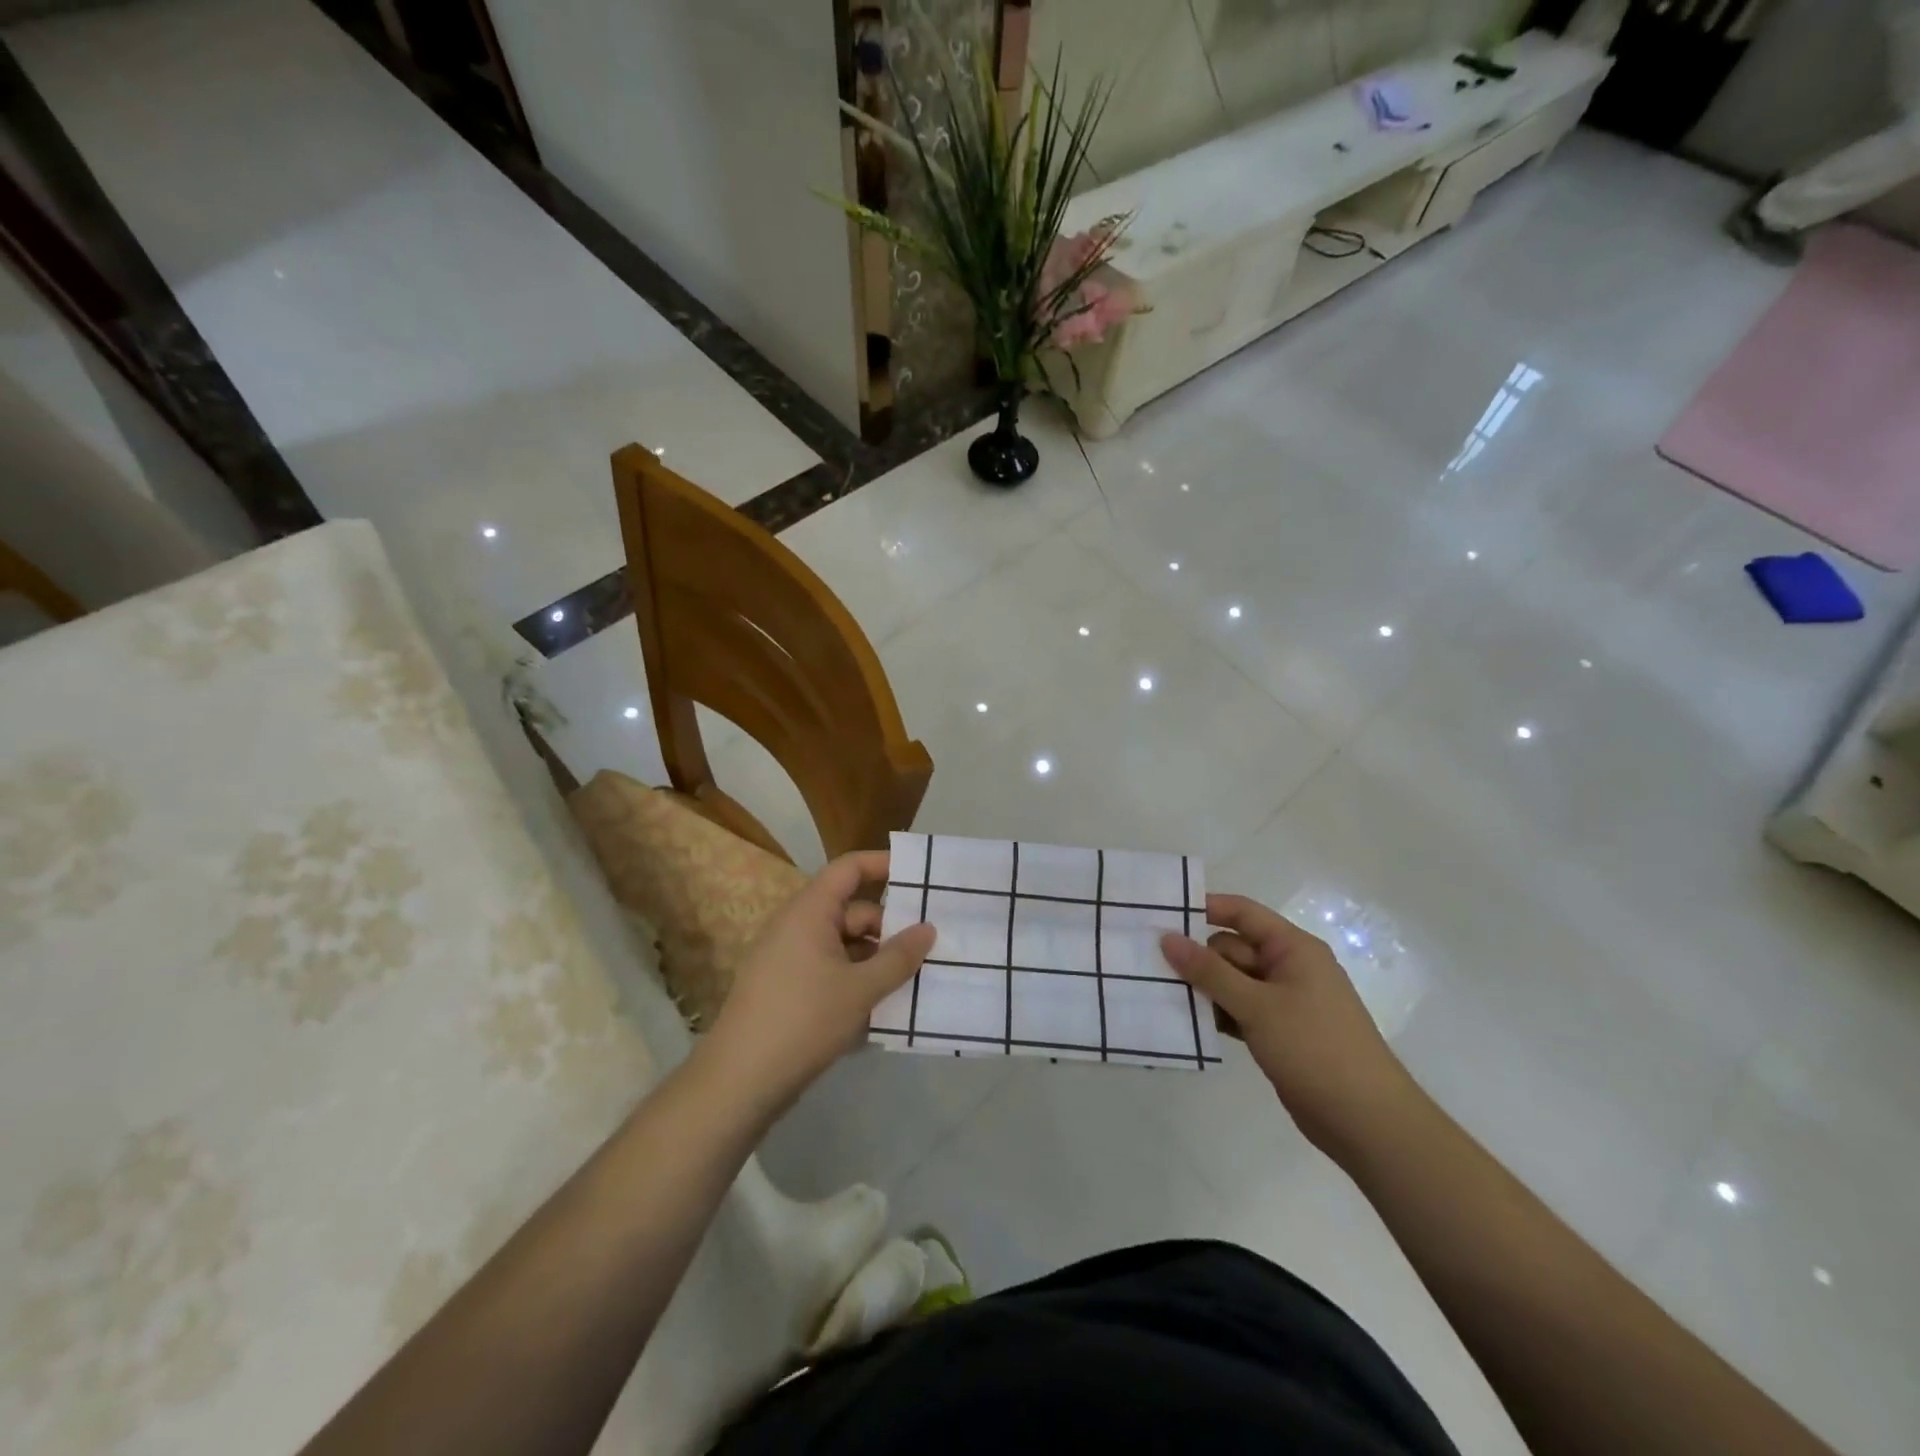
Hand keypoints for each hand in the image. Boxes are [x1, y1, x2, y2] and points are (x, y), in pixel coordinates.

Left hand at [701, 850, 935, 1119]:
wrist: (740, 1082)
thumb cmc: (804, 1020)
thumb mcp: (861, 989)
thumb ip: (899, 957)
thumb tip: (928, 929)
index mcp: (810, 911)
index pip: (849, 868)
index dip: (883, 863)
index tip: (919, 875)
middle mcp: (797, 926)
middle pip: (852, 911)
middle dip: (889, 928)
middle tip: (929, 949)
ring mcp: (789, 958)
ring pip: (844, 945)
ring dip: (876, 960)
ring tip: (912, 983)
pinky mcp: (787, 988)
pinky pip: (830, 970)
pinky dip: (855, 981)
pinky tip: (880, 1009)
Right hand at [1161, 894, 1416, 1158]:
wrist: (1366, 1121)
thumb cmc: (1315, 1049)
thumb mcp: (1257, 1005)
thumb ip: (1209, 971)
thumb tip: (1167, 938)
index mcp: (1293, 948)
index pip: (1242, 913)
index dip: (1205, 909)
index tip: (1162, 916)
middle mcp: (1289, 968)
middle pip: (1232, 948)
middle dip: (1196, 958)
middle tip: (1150, 966)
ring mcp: (1284, 1002)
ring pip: (1231, 982)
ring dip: (1203, 989)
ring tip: (1158, 994)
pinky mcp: (1278, 1032)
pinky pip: (1238, 1010)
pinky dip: (1216, 1014)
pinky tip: (1186, 1023)